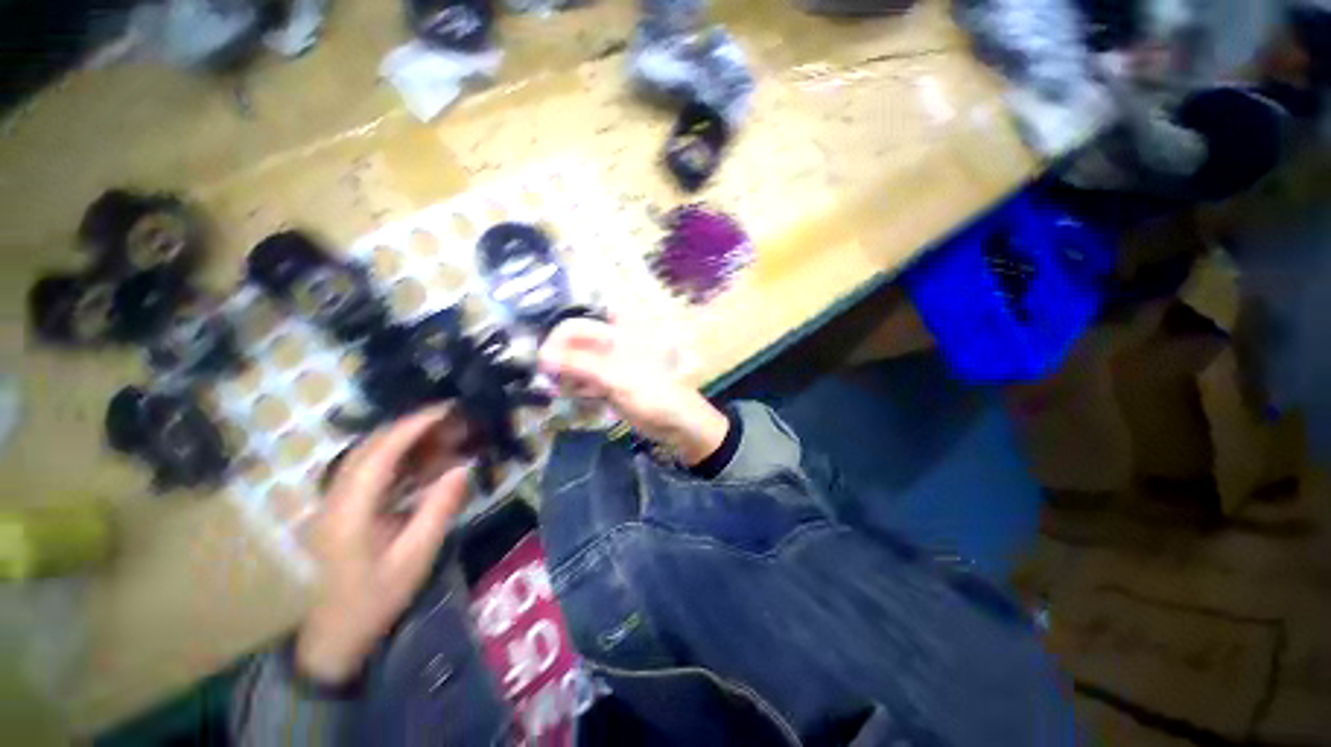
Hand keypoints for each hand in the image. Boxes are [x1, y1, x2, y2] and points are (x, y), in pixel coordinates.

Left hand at [296, 407, 472, 684]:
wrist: (332, 636)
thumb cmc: (374, 600)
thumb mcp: (415, 559)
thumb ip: (438, 509)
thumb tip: (462, 467)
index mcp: (350, 513)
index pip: (379, 454)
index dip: (412, 426)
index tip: (447, 410)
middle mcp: (334, 499)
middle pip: (370, 447)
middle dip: (412, 426)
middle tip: (453, 418)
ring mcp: (334, 502)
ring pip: (368, 455)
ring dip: (406, 439)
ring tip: (445, 433)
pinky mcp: (340, 507)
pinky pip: (370, 470)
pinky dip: (399, 458)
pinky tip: (424, 460)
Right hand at [538, 318, 728, 465]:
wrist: (675, 422)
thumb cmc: (652, 393)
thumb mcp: (615, 377)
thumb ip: (579, 365)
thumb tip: (543, 357)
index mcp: (617, 333)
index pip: (576, 327)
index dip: (556, 341)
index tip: (542, 364)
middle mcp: (611, 344)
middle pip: (574, 344)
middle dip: (558, 361)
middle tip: (548, 381)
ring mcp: (609, 364)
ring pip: (576, 363)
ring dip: (564, 376)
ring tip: (560, 392)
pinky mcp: (608, 382)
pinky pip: (583, 380)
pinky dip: (575, 387)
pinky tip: (575, 397)